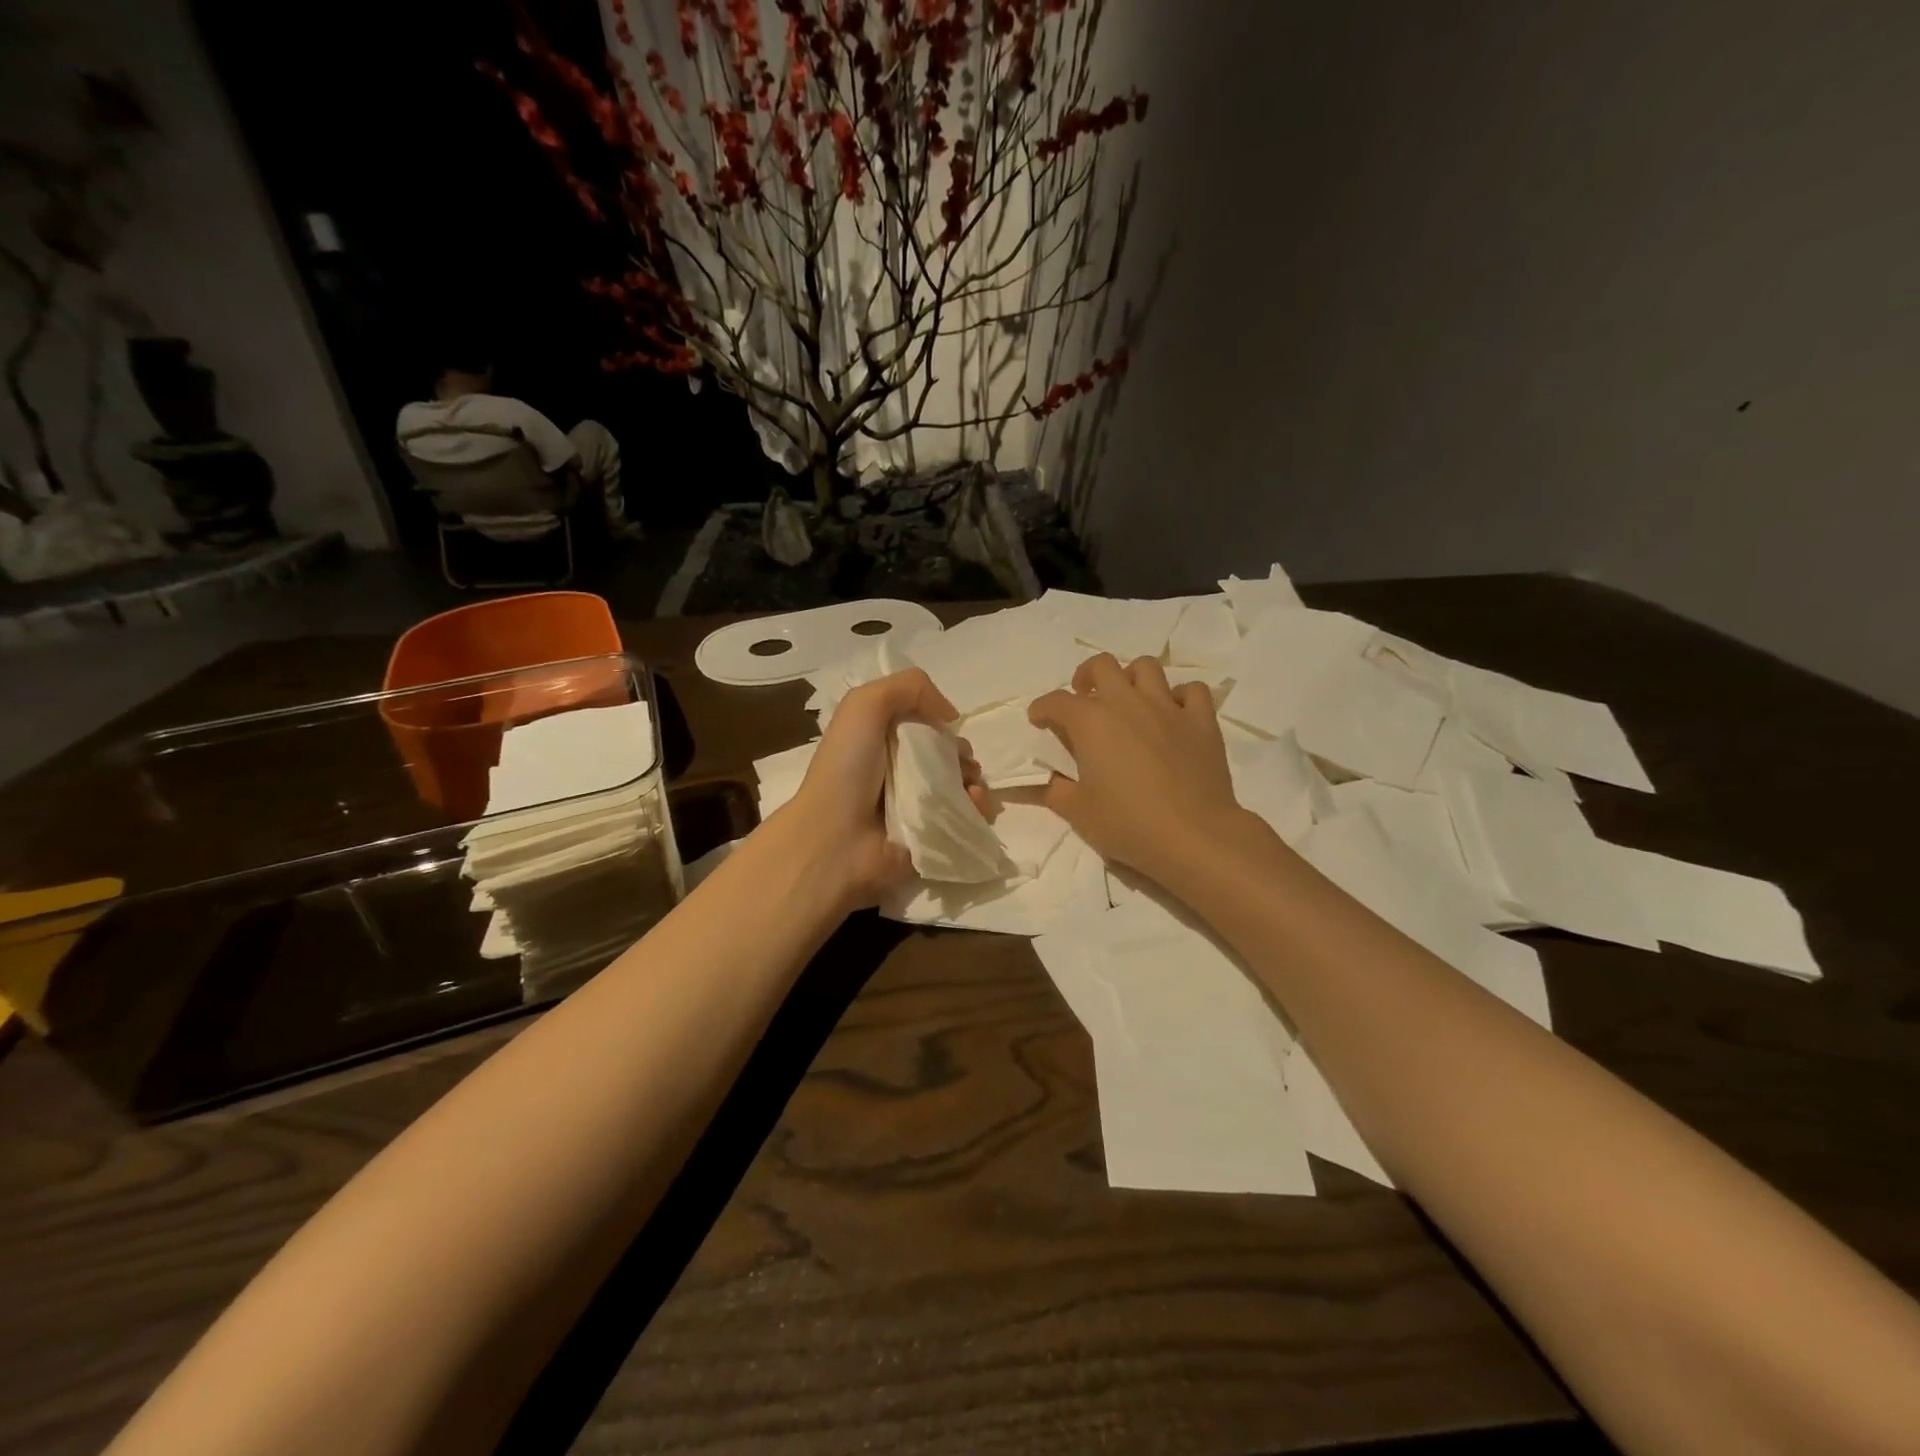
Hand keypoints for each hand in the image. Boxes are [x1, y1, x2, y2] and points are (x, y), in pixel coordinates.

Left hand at [783, 667, 985, 909]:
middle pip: (949, 756)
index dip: (942, 725)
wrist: (836, 838)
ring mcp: (918, 808)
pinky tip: (975, 804)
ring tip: (970, 787)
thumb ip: (910, 688)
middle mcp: (902, 773)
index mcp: (884, 742)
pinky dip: (978, 808)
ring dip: (975, 780)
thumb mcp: (865, 705)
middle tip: (961, 764)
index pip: (927, 727)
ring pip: (963, 786)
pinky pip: (968, 818)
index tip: (947, 730)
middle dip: (963, 755)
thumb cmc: (848, 767)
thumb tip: (949, 715)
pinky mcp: (933, 837)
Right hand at [1029, 654, 1251, 884]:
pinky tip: (1173, 714)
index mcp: (1091, 721)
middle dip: (1086, 676)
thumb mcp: (1078, 812)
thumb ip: (1053, 790)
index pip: (1056, 701)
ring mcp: (1168, 708)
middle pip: (1102, 665)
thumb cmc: (1128, 823)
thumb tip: (1039, 782)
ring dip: (1131, 678)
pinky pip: (1191, 691)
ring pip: (1147, 667)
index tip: (1039, 720)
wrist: (1193, 836)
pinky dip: (1180, 696)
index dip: (1042, 709)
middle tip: (1085, 699)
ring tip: (1128, 701)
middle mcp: (1127, 703)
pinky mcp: (1202, 721)